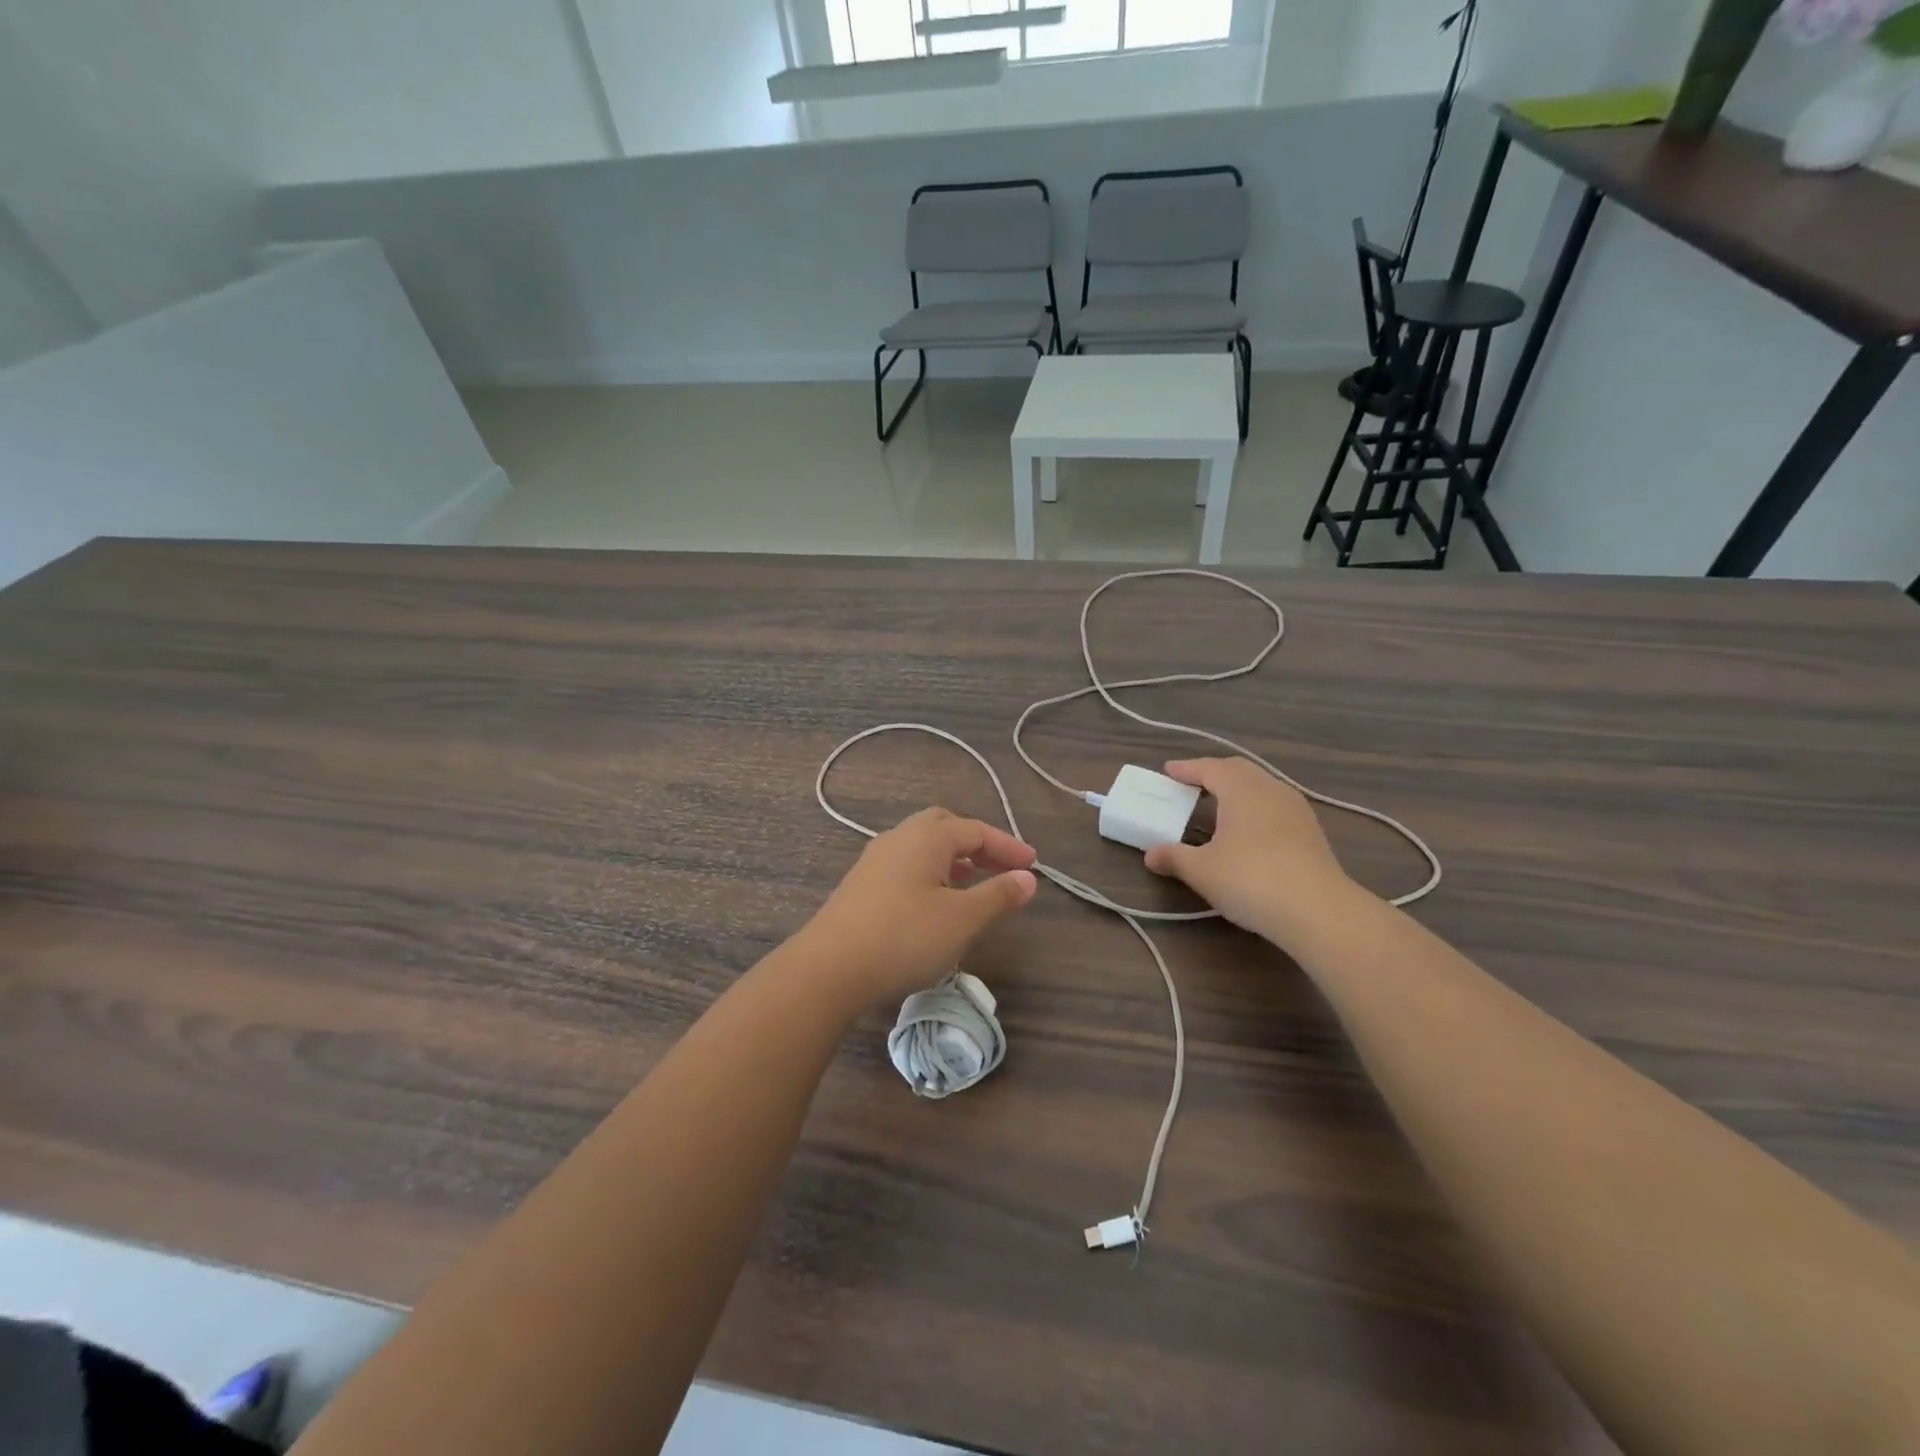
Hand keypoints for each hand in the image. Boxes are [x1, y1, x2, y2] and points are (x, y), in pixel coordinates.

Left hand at [803, 808, 1038, 1007]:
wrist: (828, 968)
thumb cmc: (904, 937)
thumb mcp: (962, 919)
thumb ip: (998, 896)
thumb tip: (1028, 878)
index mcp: (926, 837)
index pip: (976, 830)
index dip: (1008, 847)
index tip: (1033, 866)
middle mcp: (899, 838)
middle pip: (945, 827)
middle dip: (977, 844)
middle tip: (1001, 867)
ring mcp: (875, 860)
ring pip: (922, 846)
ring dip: (953, 859)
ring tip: (972, 884)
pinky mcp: (861, 885)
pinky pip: (905, 865)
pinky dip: (930, 873)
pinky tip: (934, 903)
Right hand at [1143, 758, 1360, 947]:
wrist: (1319, 911)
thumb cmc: (1251, 880)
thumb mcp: (1202, 871)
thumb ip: (1174, 858)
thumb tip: (1151, 855)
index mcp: (1241, 789)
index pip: (1209, 768)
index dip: (1186, 769)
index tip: (1168, 772)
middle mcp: (1270, 789)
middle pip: (1238, 770)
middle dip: (1213, 773)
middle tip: (1191, 784)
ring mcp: (1296, 809)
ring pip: (1261, 786)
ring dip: (1237, 789)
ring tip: (1219, 805)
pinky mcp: (1311, 831)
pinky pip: (1275, 805)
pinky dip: (1255, 807)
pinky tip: (1249, 829)